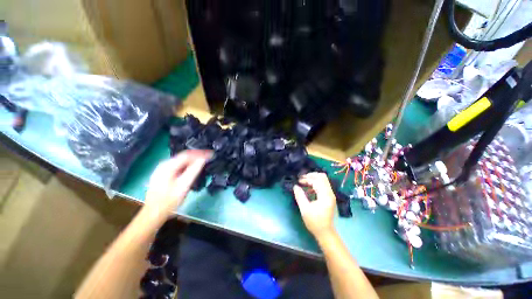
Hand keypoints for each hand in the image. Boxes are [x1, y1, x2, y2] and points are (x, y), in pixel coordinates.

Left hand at [144, 150, 210, 218]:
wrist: (154, 213)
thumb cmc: (169, 200)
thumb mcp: (184, 185)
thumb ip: (194, 170)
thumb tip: (203, 159)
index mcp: (167, 166)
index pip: (187, 155)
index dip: (200, 153)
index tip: (211, 154)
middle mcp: (164, 165)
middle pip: (183, 156)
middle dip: (197, 156)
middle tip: (209, 157)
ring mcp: (162, 169)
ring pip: (181, 161)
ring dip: (192, 160)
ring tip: (203, 161)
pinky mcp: (163, 174)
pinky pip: (178, 165)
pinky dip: (187, 165)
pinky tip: (193, 167)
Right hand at [293, 172, 335, 237]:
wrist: (325, 233)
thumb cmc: (315, 222)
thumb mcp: (305, 209)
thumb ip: (299, 195)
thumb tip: (295, 186)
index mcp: (325, 195)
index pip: (316, 181)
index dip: (307, 179)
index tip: (298, 181)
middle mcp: (330, 193)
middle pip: (322, 177)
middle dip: (311, 176)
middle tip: (302, 178)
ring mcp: (330, 194)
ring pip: (323, 180)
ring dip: (313, 179)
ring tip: (304, 182)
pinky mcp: (329, 197)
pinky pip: (323, 185)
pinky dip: (315, 183)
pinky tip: (308, 189)